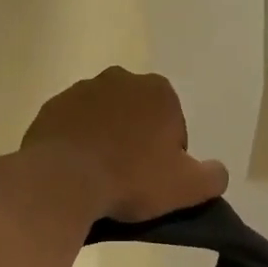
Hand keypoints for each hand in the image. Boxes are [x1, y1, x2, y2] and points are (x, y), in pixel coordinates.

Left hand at [23, 68, 228, 223]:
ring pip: (104, 120)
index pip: (173, 124)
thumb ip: (212, 177)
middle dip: (136, 141)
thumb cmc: (131, 179)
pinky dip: (77, 144)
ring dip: (106, 141)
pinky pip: (73, 128)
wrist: (63, 181)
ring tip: (101, 178)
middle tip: (130, 180)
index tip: (156, 179)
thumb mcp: (187, 187)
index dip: (169, 155)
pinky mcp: (51, 108)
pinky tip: (76, 172)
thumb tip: (216, 172)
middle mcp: (120, 79)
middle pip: (138, 116)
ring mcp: (81, 90)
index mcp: (158, 90)